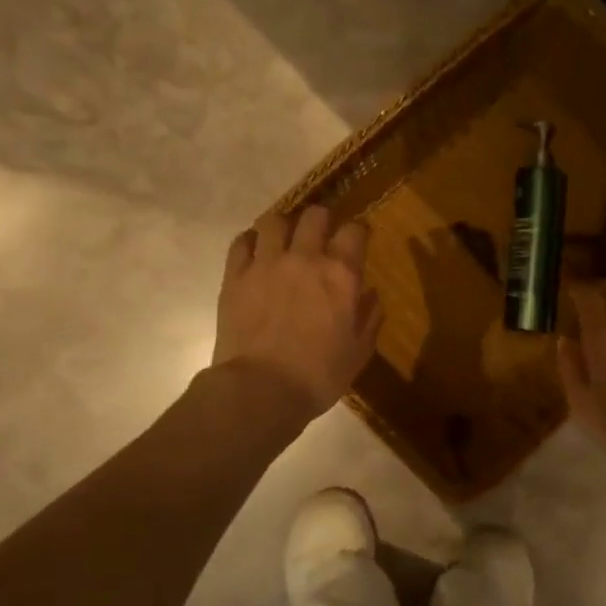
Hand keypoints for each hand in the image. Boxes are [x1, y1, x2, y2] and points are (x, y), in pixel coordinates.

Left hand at [213, 206, 383, 420]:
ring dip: (283, 226)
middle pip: (315, 215)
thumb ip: (369, 317)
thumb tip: (371, 295)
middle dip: (321, 220)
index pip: (355, 231)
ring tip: (283, 240)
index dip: (358, 232)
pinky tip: (255, 252)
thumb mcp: (359, 352)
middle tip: (321, 236)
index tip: (358, 241)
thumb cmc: (319, 376)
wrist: (261, 390)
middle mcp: (305, 258)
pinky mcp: (235, 276)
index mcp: (341, 275)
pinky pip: (241, 242)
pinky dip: (251, 241)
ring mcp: (266, 263)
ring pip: (273, 220)